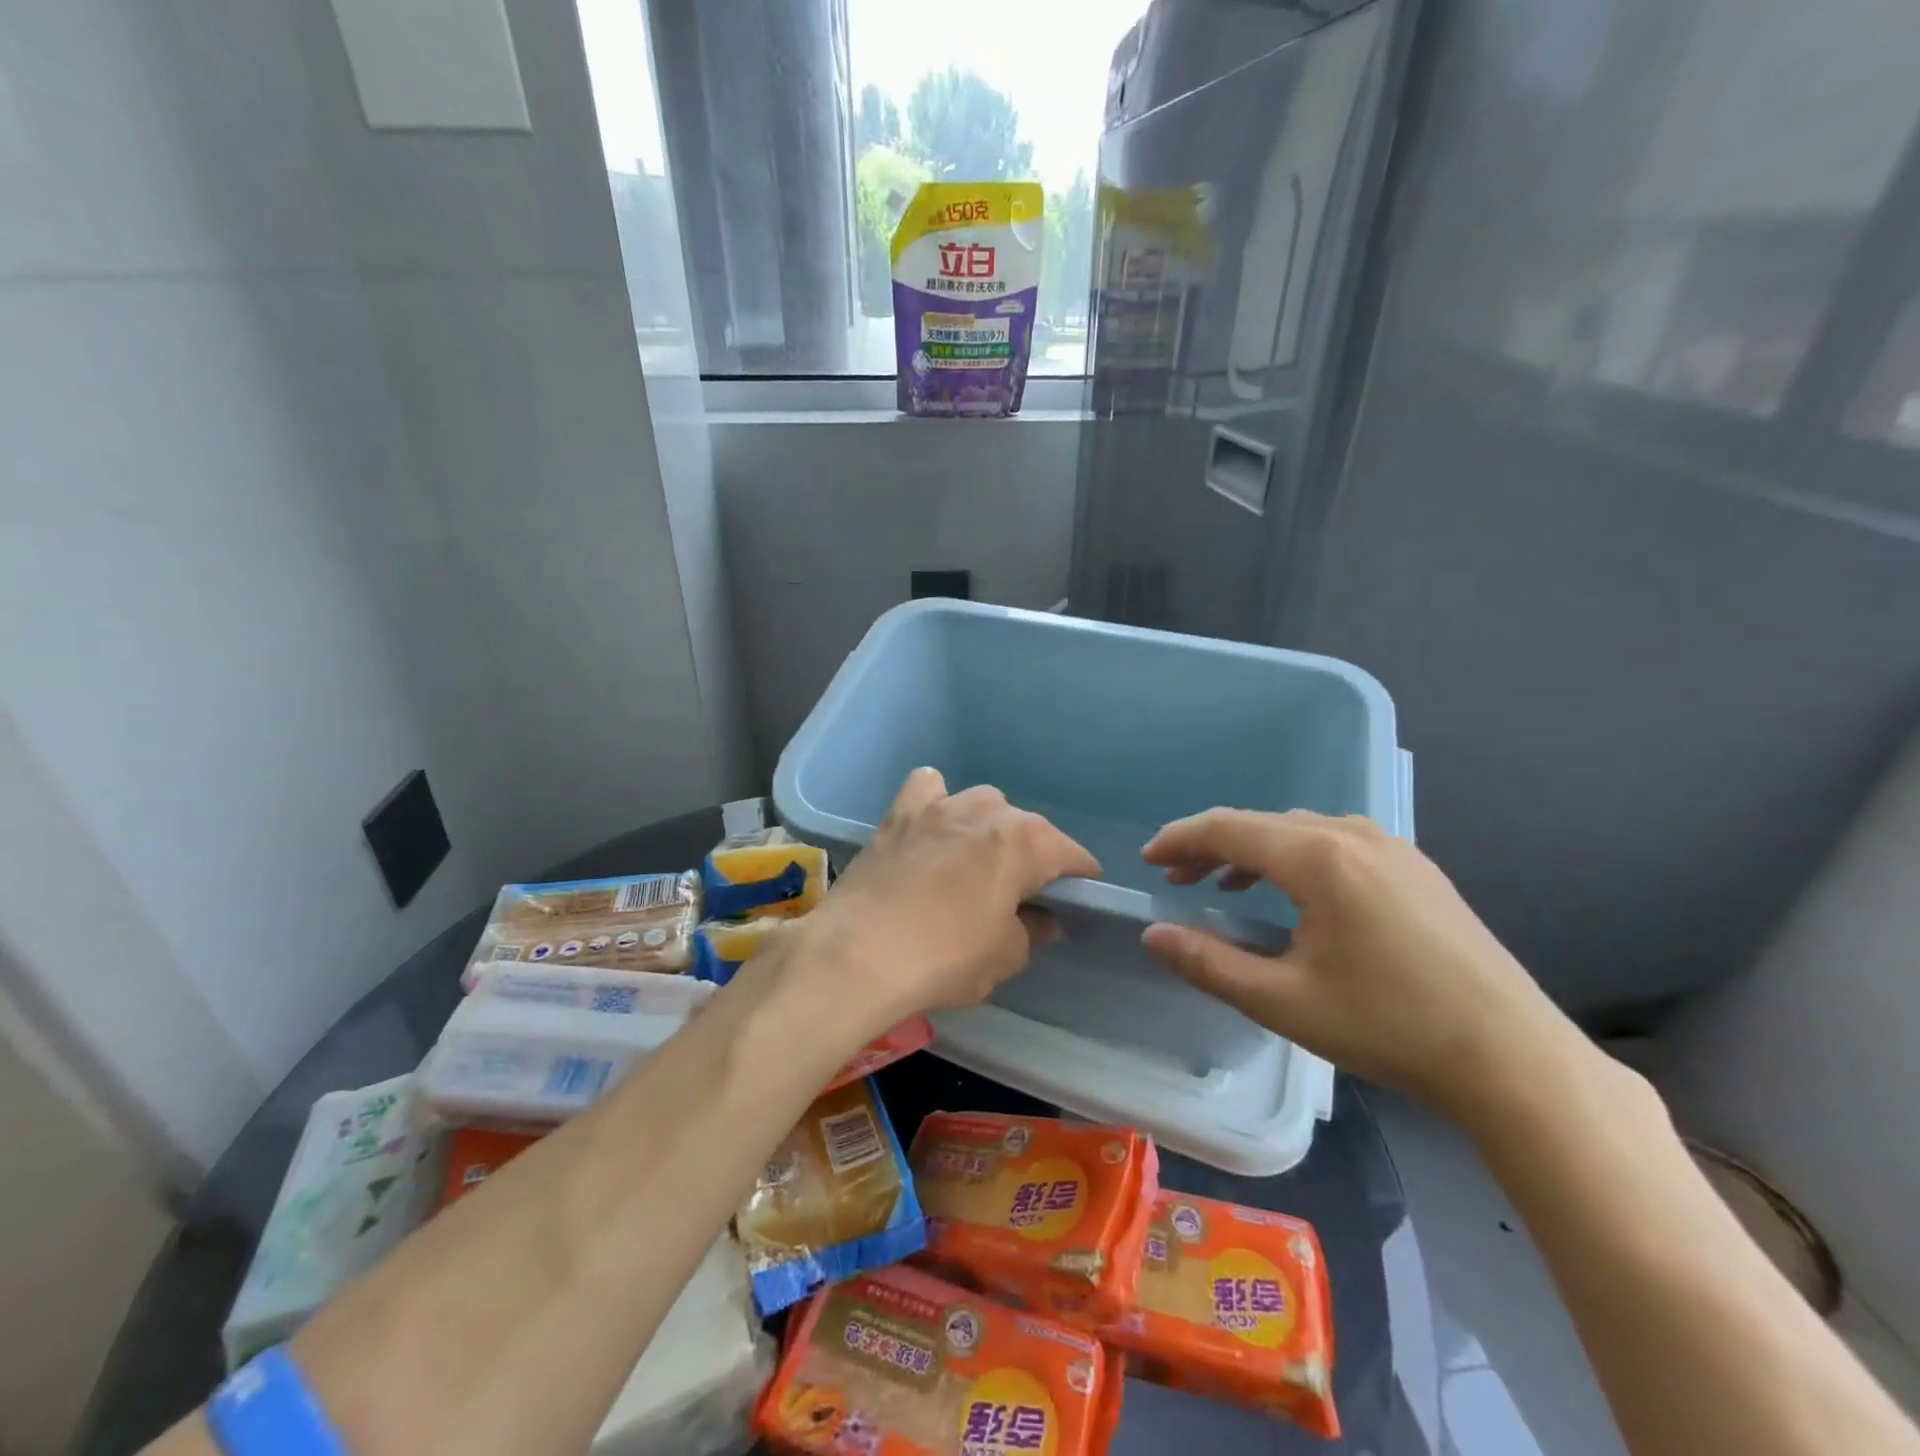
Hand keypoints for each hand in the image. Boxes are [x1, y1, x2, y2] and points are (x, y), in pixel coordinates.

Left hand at [798, 768, 1100, 1032]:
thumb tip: (1043, 919)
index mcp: (1026, 843)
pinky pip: (928, 789)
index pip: (1071, 854)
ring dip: (988, 828)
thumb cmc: (945, 958)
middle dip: (1033, 855)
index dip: (1080, 877)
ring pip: (981, 804)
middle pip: (1027, 827)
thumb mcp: (1005, 956)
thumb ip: (1033, 930)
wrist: (859, 953)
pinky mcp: (899, 813)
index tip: (1079, 898)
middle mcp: (989, 811)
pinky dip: (935, 802)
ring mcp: (941, 806)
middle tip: (1022, 892)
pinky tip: (931, 827)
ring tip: (976, 861)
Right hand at [1139, 809, 1582, 1113]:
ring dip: (1253, 850)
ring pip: (1299, 831)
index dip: (1180, 839)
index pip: (1228, 828)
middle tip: (1176, 877)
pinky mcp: (1416, 869)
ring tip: (1225, 883)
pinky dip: (1295, 858)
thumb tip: (1153, 935)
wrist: (1513, 1058)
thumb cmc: (1389, 1026)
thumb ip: (1209, 963)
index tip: (1148, 861)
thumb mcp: (1283, 1001)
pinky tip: (1294, 894)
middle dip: (1211, 845)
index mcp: (1319, 858)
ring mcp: (1392, 848)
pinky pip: (1335, 844)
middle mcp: (1353, 836)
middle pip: (1262, 824)